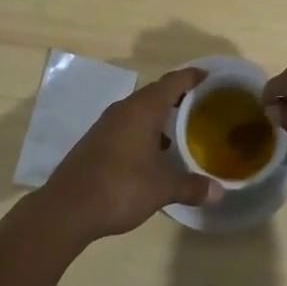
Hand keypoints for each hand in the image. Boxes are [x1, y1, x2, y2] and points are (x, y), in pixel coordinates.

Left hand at [37, 67, 220, 243]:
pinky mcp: (96, 140)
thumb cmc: (120, 188)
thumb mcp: (162, 189)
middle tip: (202, 104)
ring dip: (160, 114)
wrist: (67, 208)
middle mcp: (125, 108)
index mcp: (143, 109)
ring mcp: (107, 123)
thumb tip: (219, 192)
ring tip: (181, 129)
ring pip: (140, 109)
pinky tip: (153, 152)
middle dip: (178, 96)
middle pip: (156, 92)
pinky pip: (127, 124)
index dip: (193, 77)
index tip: (211, 77)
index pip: (173, 81)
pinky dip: (144, 129)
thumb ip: (191, 187)